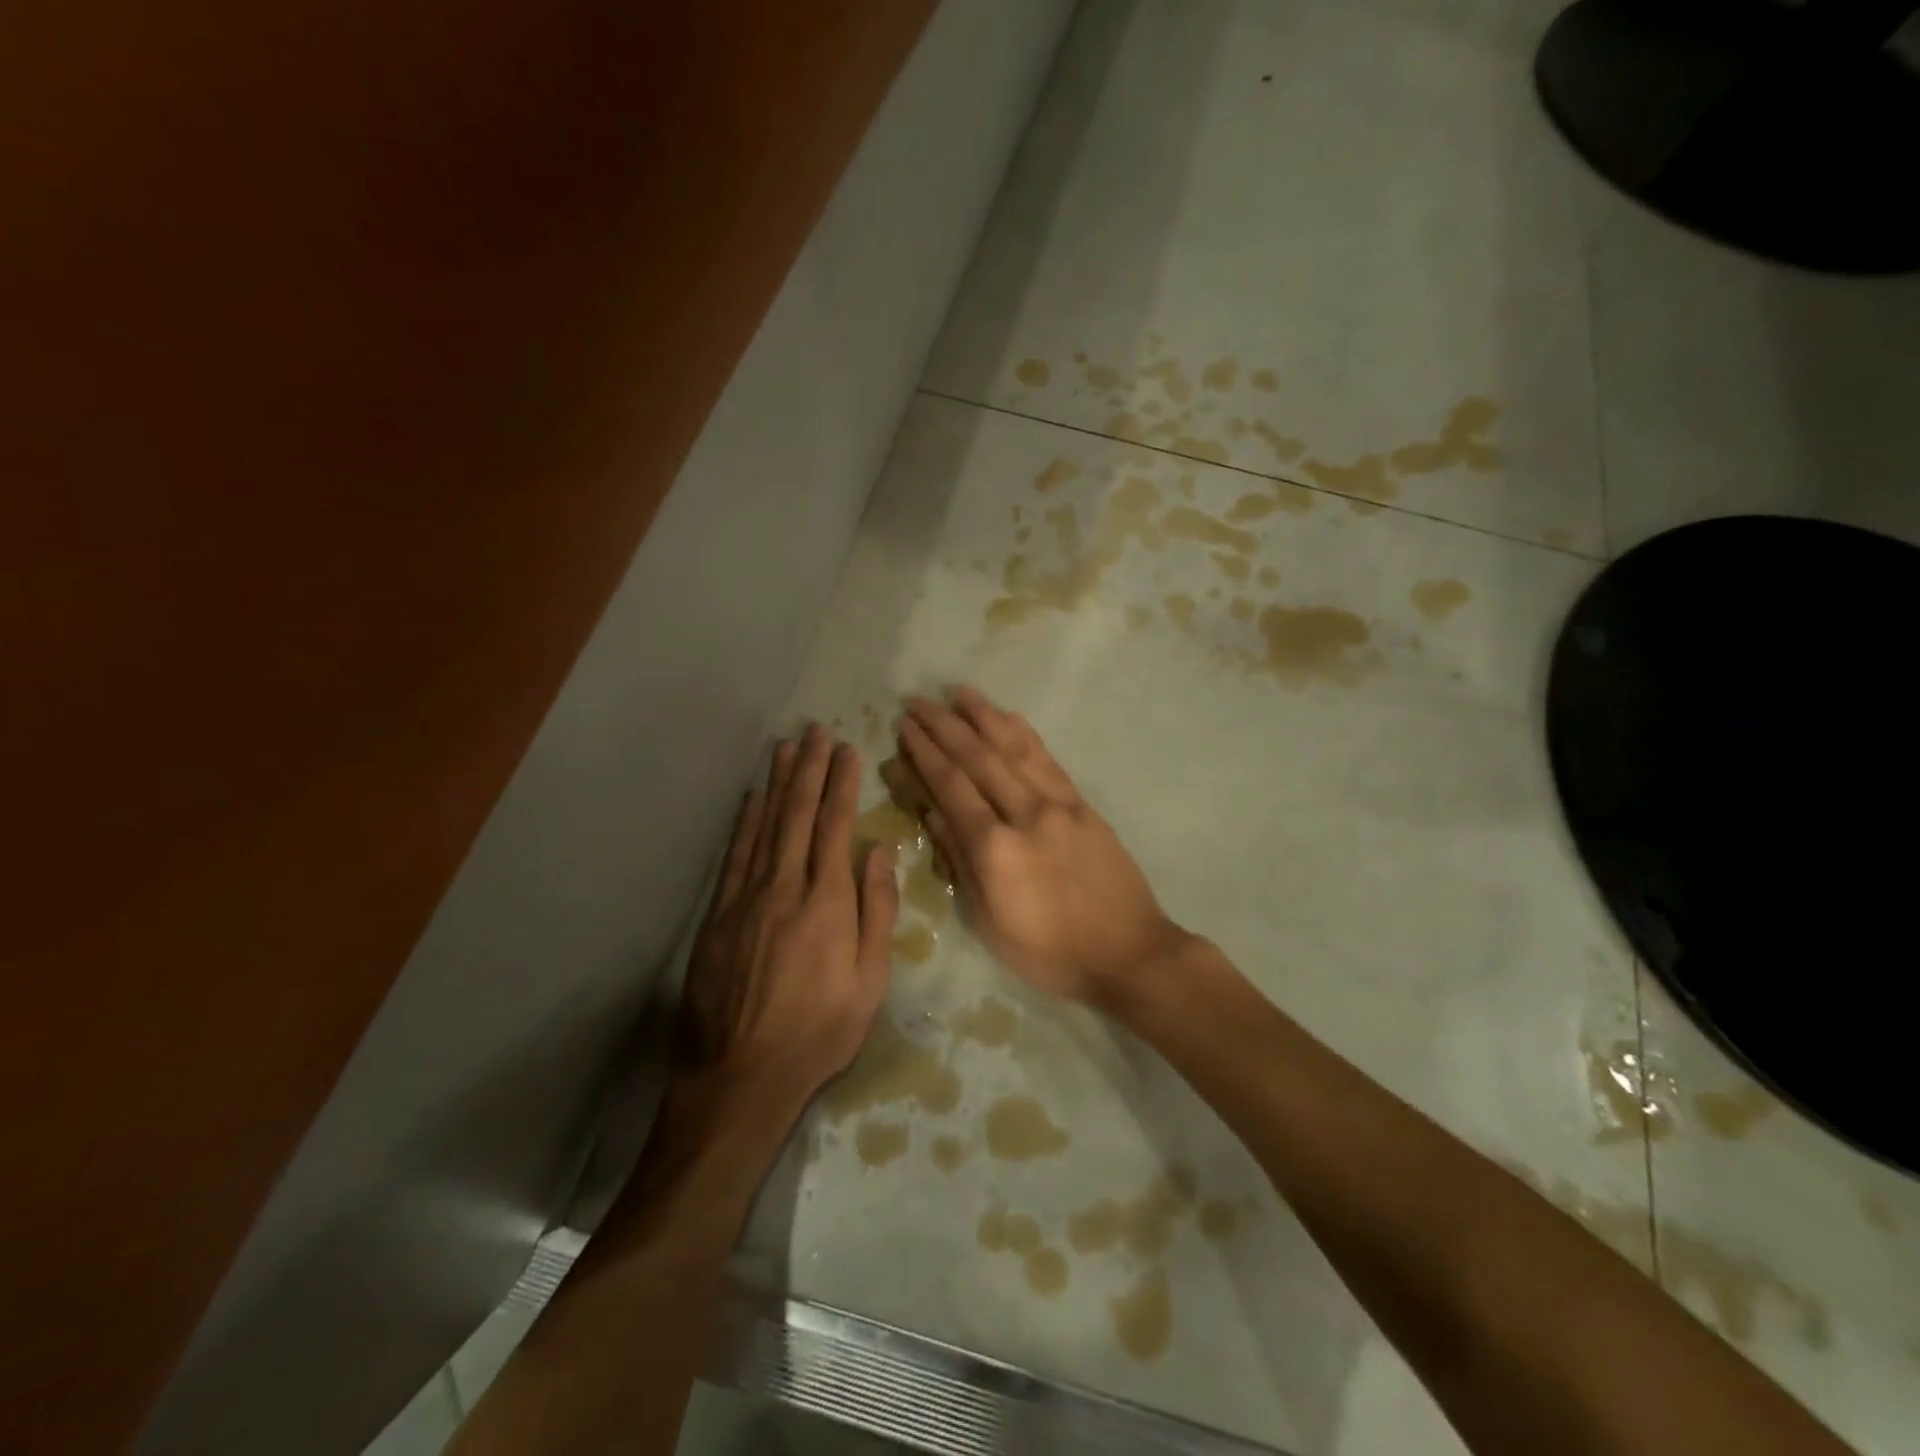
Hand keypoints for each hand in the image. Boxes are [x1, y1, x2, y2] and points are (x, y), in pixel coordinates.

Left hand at [679, 725, 898, 1111]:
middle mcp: (785, 888)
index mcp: (828, 904)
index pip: (835, 828)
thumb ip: (876, 911)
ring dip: (777, 783)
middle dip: (808, 769)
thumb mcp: (871, 980)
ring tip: (785, 747)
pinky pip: (735, 856)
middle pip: (797, 816)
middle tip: (816, 731)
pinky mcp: (718, 915)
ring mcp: (746, 899)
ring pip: (764, 827)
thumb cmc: (821, 1030)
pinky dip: (745, 822)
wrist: (743, 1074)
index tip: (847, 750)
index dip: (841, 785)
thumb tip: (879, 852)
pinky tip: (752, 798)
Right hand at [897, 688, 1188, 1004]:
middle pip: (978, 759)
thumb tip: (932, 814)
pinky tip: (1011, 717)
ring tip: (960, 692)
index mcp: (995, 849)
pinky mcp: (1084, 805)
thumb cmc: (1051, 953)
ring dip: (985, 717)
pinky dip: (1026, 735)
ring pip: (1015, 749)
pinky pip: (1049, 761)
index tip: (905, 726)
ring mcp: (1059, 805)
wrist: (1129, 953)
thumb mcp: (990, 923)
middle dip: (944, 726)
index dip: (925, 753)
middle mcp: (1025, 814)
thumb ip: (961, 863)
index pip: (951, 788)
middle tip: (918, 701)